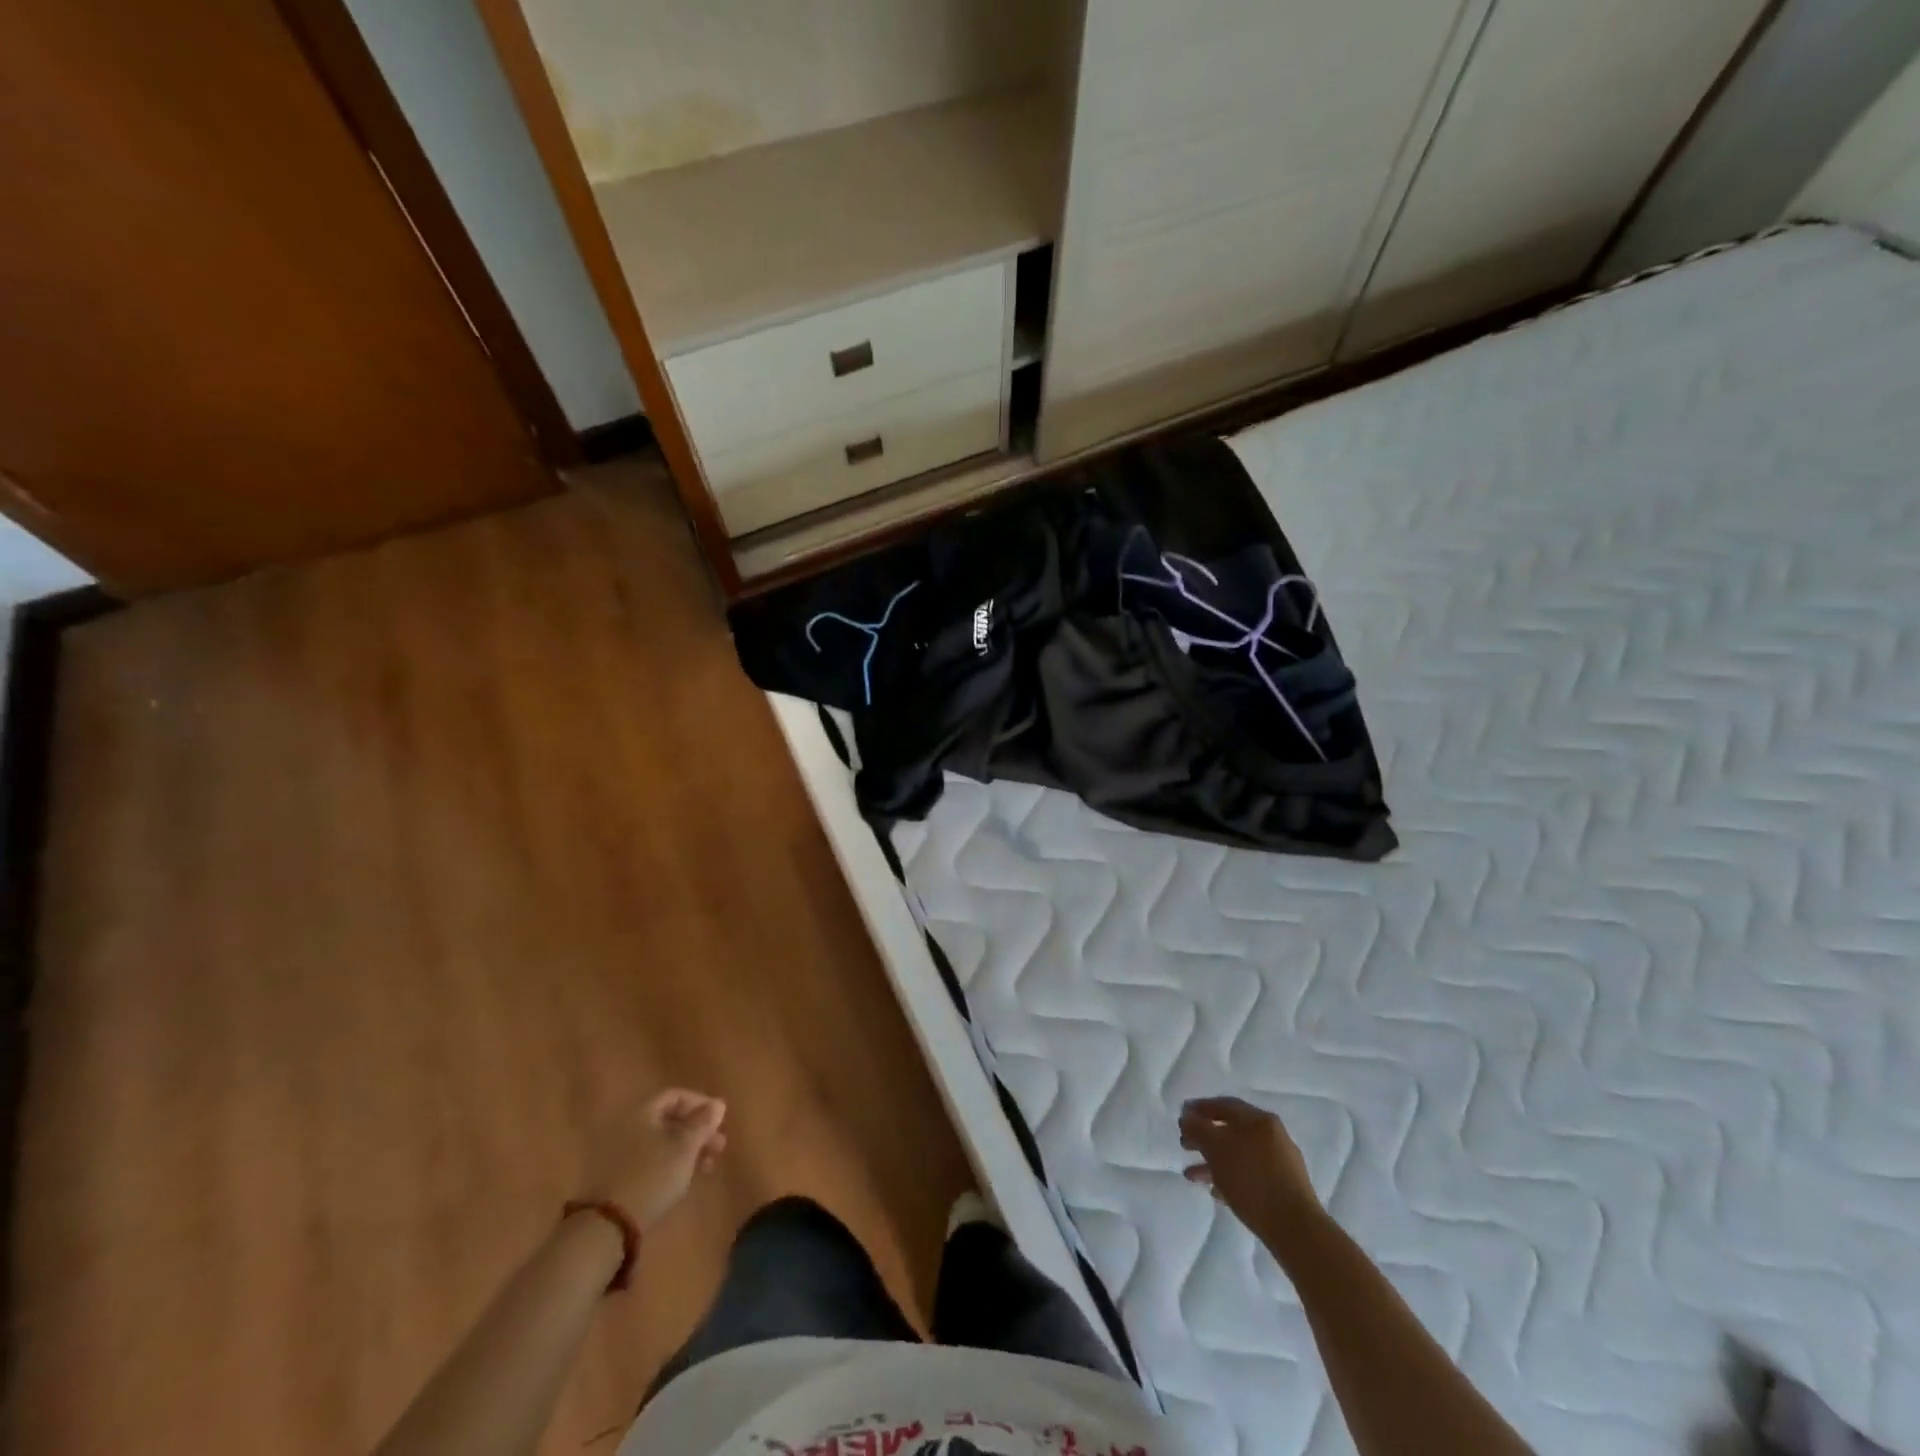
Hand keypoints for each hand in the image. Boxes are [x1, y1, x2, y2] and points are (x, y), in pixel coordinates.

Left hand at [578, 1088, 727, 1232]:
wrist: (606, 1226)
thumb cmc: (652, 1176)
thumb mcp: (685, 1147)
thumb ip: (703, 1123)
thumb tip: (718, 1104)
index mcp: (641, 1111)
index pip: (675, 1095)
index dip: (701, 1103)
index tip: (719, 1120)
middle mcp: (626, 1125)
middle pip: (668, 1119)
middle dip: (697, 1130)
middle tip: (719, 1146)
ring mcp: (617, 1152)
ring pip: (660, 1141)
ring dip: (686, 1149)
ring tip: (706, 1166)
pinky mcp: (614, 1177)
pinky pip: (648, 1159)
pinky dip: (669, 1162)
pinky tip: (682, 1178)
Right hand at [1179, 1095, 1321, 1244]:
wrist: (1296, 1229)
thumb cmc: (1252, 1181)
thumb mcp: (1216, 1149)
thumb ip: (1197, 1129)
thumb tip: (1186, 1116)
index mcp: (1259, 1119)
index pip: (1224, 1105)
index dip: (1199, 1108)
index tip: (1181, 1117)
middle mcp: (1272, 1135)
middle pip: (1231, 1130)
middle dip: (1205, 1137)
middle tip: (1184, 1145)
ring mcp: (1281, 1161)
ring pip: (1239, 1154)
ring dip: (1214, 1161)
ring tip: (1192, 1175)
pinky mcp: (1284, 1187)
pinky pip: (1250, 1174)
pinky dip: (1231, 1177)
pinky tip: (1216, 1192)